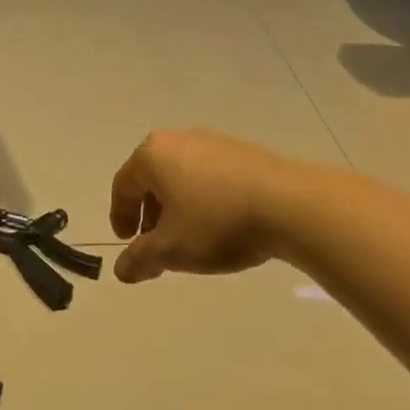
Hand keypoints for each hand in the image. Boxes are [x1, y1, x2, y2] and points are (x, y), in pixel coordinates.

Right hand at [107, 130, 306, 283]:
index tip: (127, 242)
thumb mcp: (171, 249)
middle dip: (150, 212)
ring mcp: (215, 141)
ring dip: (177, 206)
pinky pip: (210, 175)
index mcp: (153, 155)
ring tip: (189, 238)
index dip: (120, 216)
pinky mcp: (244, 152)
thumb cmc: (217, 222)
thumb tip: (121, 270)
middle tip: (155, 242)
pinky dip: (204, 198)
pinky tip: (220, 224)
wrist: (289, 204)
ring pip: (182, 175)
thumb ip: (140, 258)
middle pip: (152, 177)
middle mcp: (180, 139)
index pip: (123, 184)